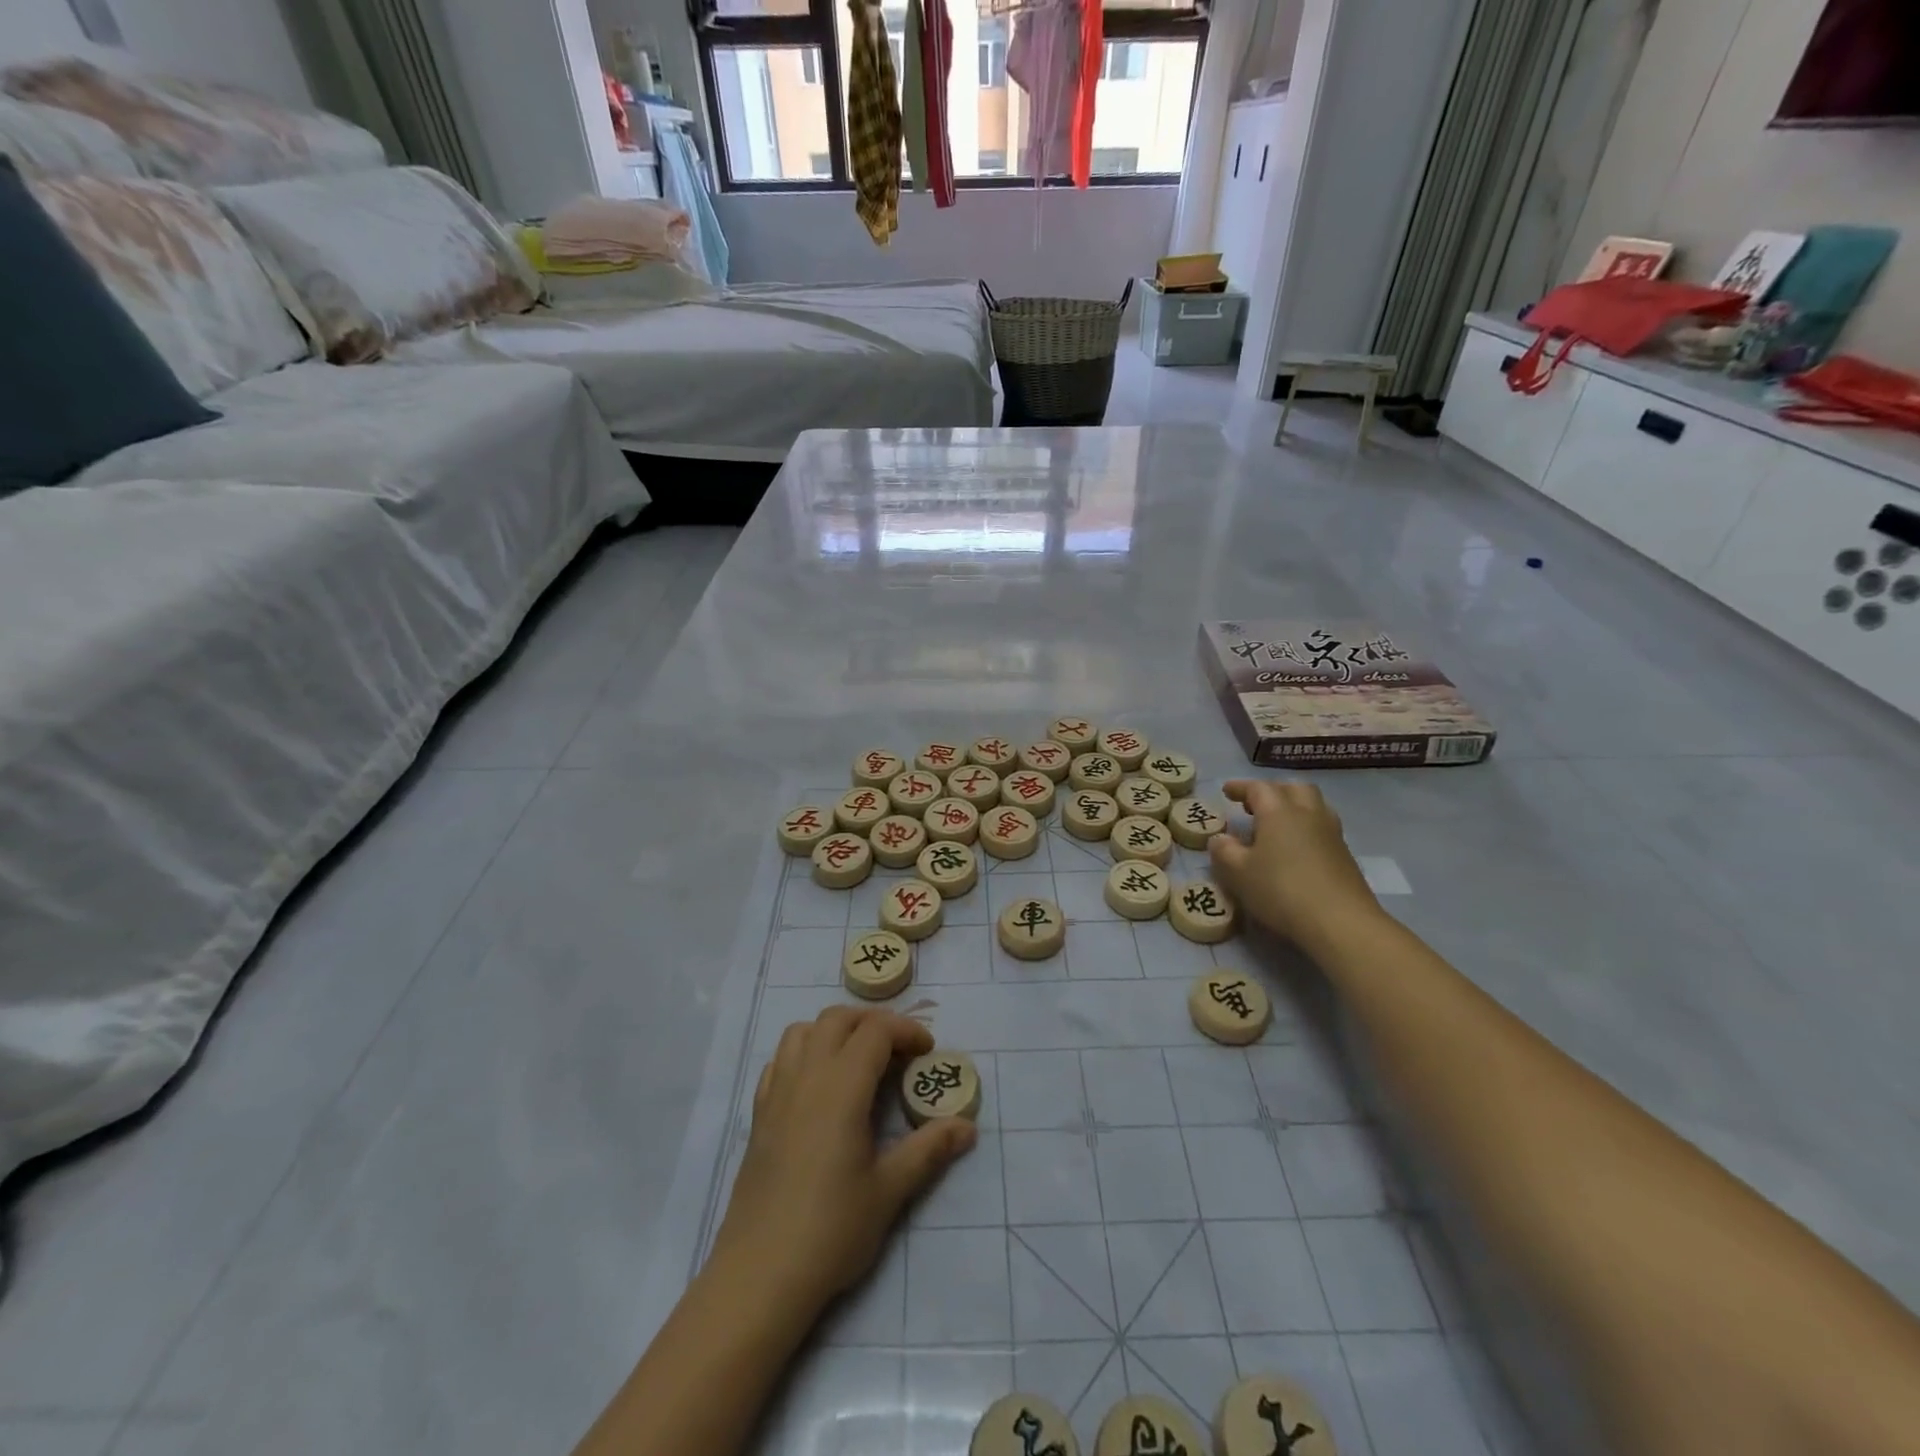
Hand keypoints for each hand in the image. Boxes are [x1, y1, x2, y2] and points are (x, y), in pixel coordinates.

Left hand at [708, 1007, 976, 1321]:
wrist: (759, 1274)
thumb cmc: (831, 1230)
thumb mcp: (889, 1191)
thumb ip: (928, 1150)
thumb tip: (968, 1127)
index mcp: (841, 1088)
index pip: (875, 1031)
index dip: (906, 1031)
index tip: (928, 1053)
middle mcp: (806, 1077)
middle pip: (838, 1018)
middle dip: (873, 1023)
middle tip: (899, 1051)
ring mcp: (777, 1093)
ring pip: (803, 1031)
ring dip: (835, 1031)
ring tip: (858, 1060)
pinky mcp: (759, 1114)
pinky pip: (780, 1060)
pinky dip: (804, 1053)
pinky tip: (819, 1086)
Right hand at [1210, 779, 1382, 952]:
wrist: (1341, 922)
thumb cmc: (1281, 890)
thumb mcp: (1238, 873)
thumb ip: (1224, 851)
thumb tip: (1220, 839)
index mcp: (1279, 812)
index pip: (1258, 788)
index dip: (1241, 787)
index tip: (1227, 791)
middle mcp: (1308, 814)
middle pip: (1293, 788)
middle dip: (1272, 791)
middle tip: (1255, 806)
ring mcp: (1331, 833)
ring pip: (1313, 805)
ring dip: (1294, 806)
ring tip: (1277, 824)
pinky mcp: (1345, 855)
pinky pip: (1323, 827)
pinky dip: (1306, 827)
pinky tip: (1296, 848)